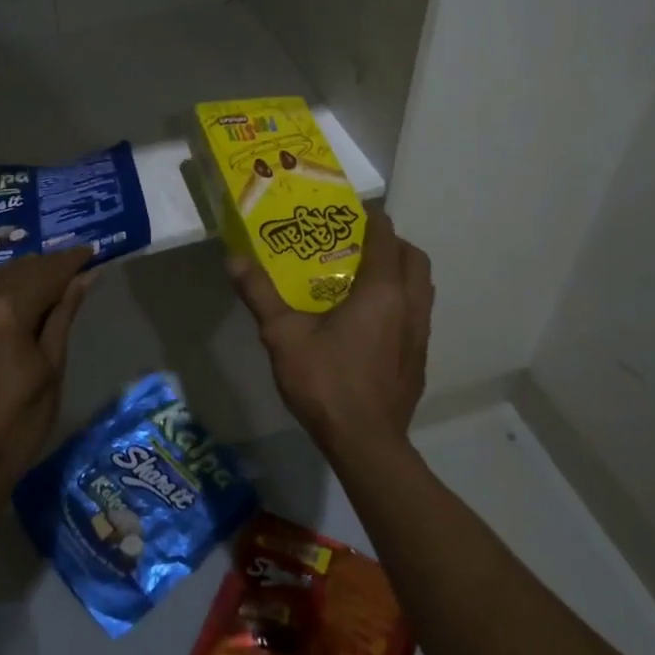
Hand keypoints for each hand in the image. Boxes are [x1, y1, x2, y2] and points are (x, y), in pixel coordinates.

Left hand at [0, 248, 95, 504]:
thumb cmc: (18, 425)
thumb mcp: (51, 369)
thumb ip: (64, 316)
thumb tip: (85, 277)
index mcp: (7, 313)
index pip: (47, 273)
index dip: (71, 261)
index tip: (90, 252)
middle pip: (17, 270)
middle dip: (46, 266)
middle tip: (70, 268)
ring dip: (16, 275)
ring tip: (39, 281)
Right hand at [229, 211, 433, 468]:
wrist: (366, 444)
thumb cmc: (326, 381)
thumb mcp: (282, 335)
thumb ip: (260, 294)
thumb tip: (234, 259)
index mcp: (381, 290)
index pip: (385, 237)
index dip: (371, 218)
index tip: (351, 210)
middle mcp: (409, 305)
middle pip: (413, 258)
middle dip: (391, 243)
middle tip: (358, 244)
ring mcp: (420, 334)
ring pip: (421, 287)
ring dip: (400, 273)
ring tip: (364, 278)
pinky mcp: (420, 358)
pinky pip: (417, 313)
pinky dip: (401, 302)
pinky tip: (370, 322)